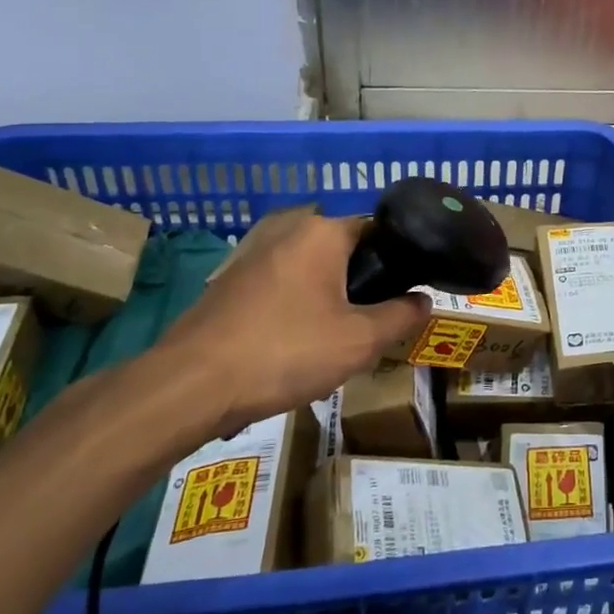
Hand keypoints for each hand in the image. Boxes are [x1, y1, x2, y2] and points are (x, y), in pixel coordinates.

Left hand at [156, 212, 428, 438]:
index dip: (396, 265)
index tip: (402, 299)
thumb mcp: (359, 341)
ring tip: (332, 342)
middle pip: (343, 252)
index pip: (378, 232)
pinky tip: (292, 346)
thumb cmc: (284, 352)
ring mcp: (253, 252)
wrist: (189, 384)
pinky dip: (295, 307)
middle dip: (359, 286)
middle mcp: (288, 228)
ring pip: (311, 270)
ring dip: (327, 298)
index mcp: (323, 231)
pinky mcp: (230, 279)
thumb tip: (424, 300)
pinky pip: (281, 285)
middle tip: (368, 328)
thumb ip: (400, 316)